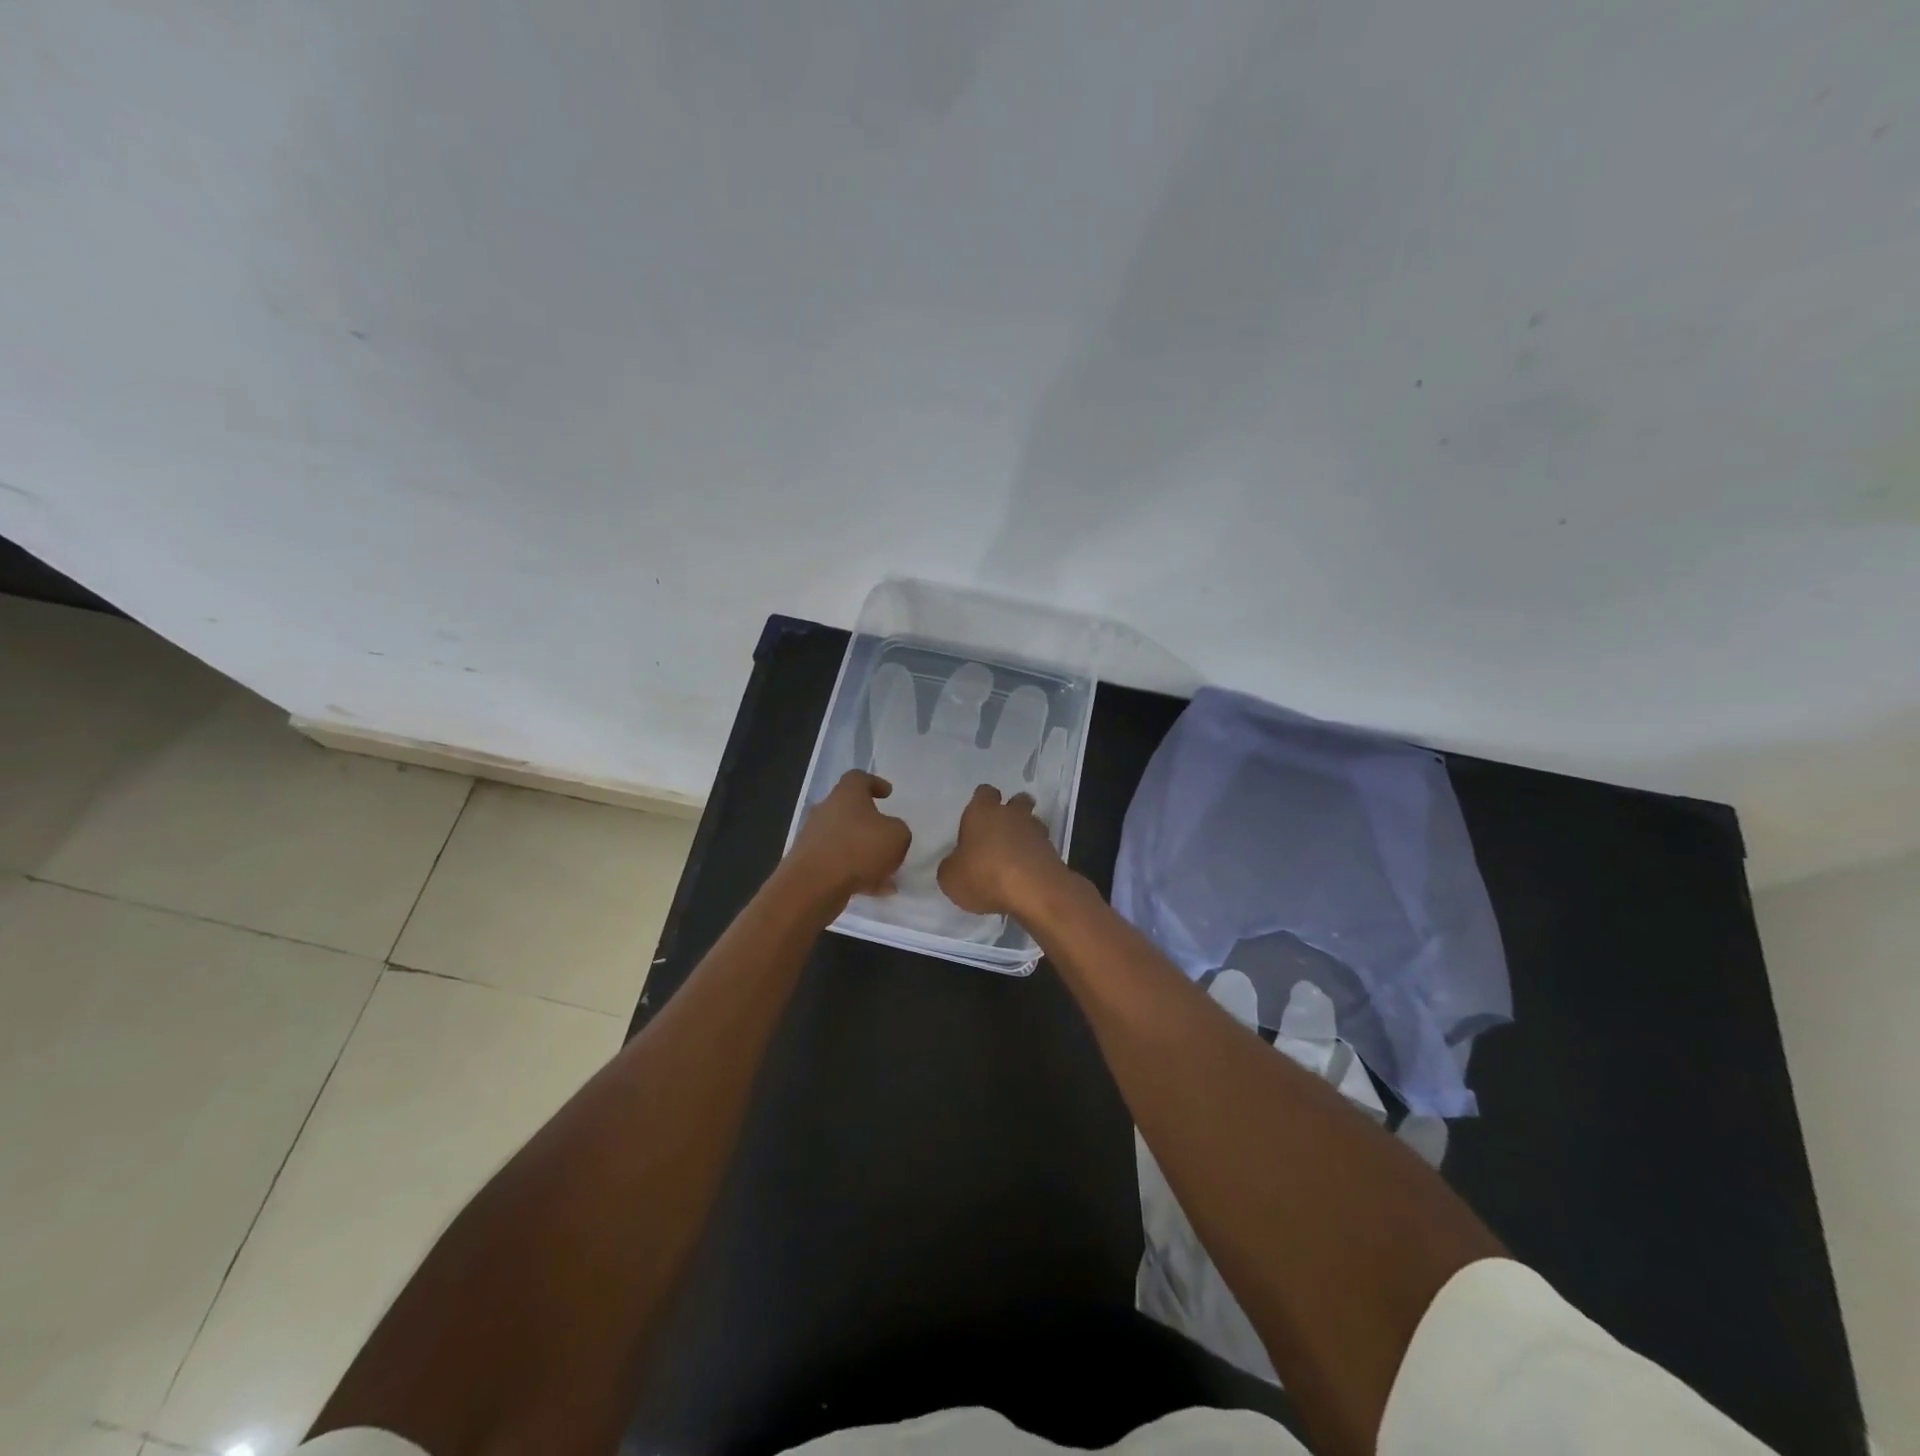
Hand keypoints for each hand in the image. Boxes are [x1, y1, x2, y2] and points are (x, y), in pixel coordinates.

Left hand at [787, 770, 911, 902]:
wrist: (813, 886)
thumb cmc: (859, 849)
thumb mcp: (897, 836)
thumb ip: (899, 831)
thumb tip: (891, 834)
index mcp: (846, 795)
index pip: (858, 778)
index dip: (875, 783)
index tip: (888, 794)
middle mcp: (826, 811)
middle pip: (850, 810)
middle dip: (870, 823)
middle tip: (888, 835)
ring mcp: (815, 838)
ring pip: (846, 840)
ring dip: (866, 853)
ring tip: (888, 871)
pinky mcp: (810, 864)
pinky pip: (839, 864)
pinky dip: (857, 874)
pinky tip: (877, 890)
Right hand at [937, 784, 1068, 915]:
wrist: (1034, 891)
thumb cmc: (984, 875)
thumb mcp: (951, 878)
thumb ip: (952, 866)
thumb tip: (956, 863)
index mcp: (982, 812)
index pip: (984, 793)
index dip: (981, 801)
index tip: (977, 815)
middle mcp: (1012, 815)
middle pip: (1017, 801)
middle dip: (1012, 811)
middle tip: (1001, 829)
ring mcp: (1037, 832)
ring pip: (1033, 823)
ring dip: (1026, 834)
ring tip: (1015, 855)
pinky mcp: (1054, 852)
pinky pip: (1042, 848)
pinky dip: (1035, 856)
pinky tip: (1026, 874)